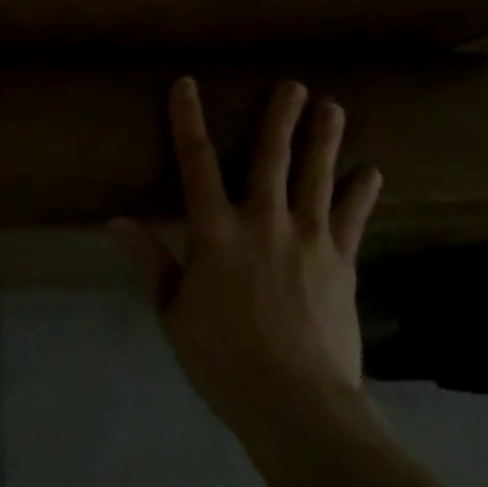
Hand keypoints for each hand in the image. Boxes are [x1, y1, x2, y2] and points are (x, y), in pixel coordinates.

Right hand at [114, 77, 382, 437]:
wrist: (296, 402)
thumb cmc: (222, 359)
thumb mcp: (172, 311)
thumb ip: (149, 260)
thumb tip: (115, 222)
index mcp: (214, 230)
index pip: (194, 161)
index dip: (187, 119)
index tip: (186, 84)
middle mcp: (262, 220)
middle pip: (270, 156)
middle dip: (280, 116)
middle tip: (293, 84)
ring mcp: (308, 238)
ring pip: (316, 176)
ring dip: (324, 138)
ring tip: (332, 106)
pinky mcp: (342, 262)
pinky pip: (354, 218)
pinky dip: (362, 193)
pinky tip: (372, 172)